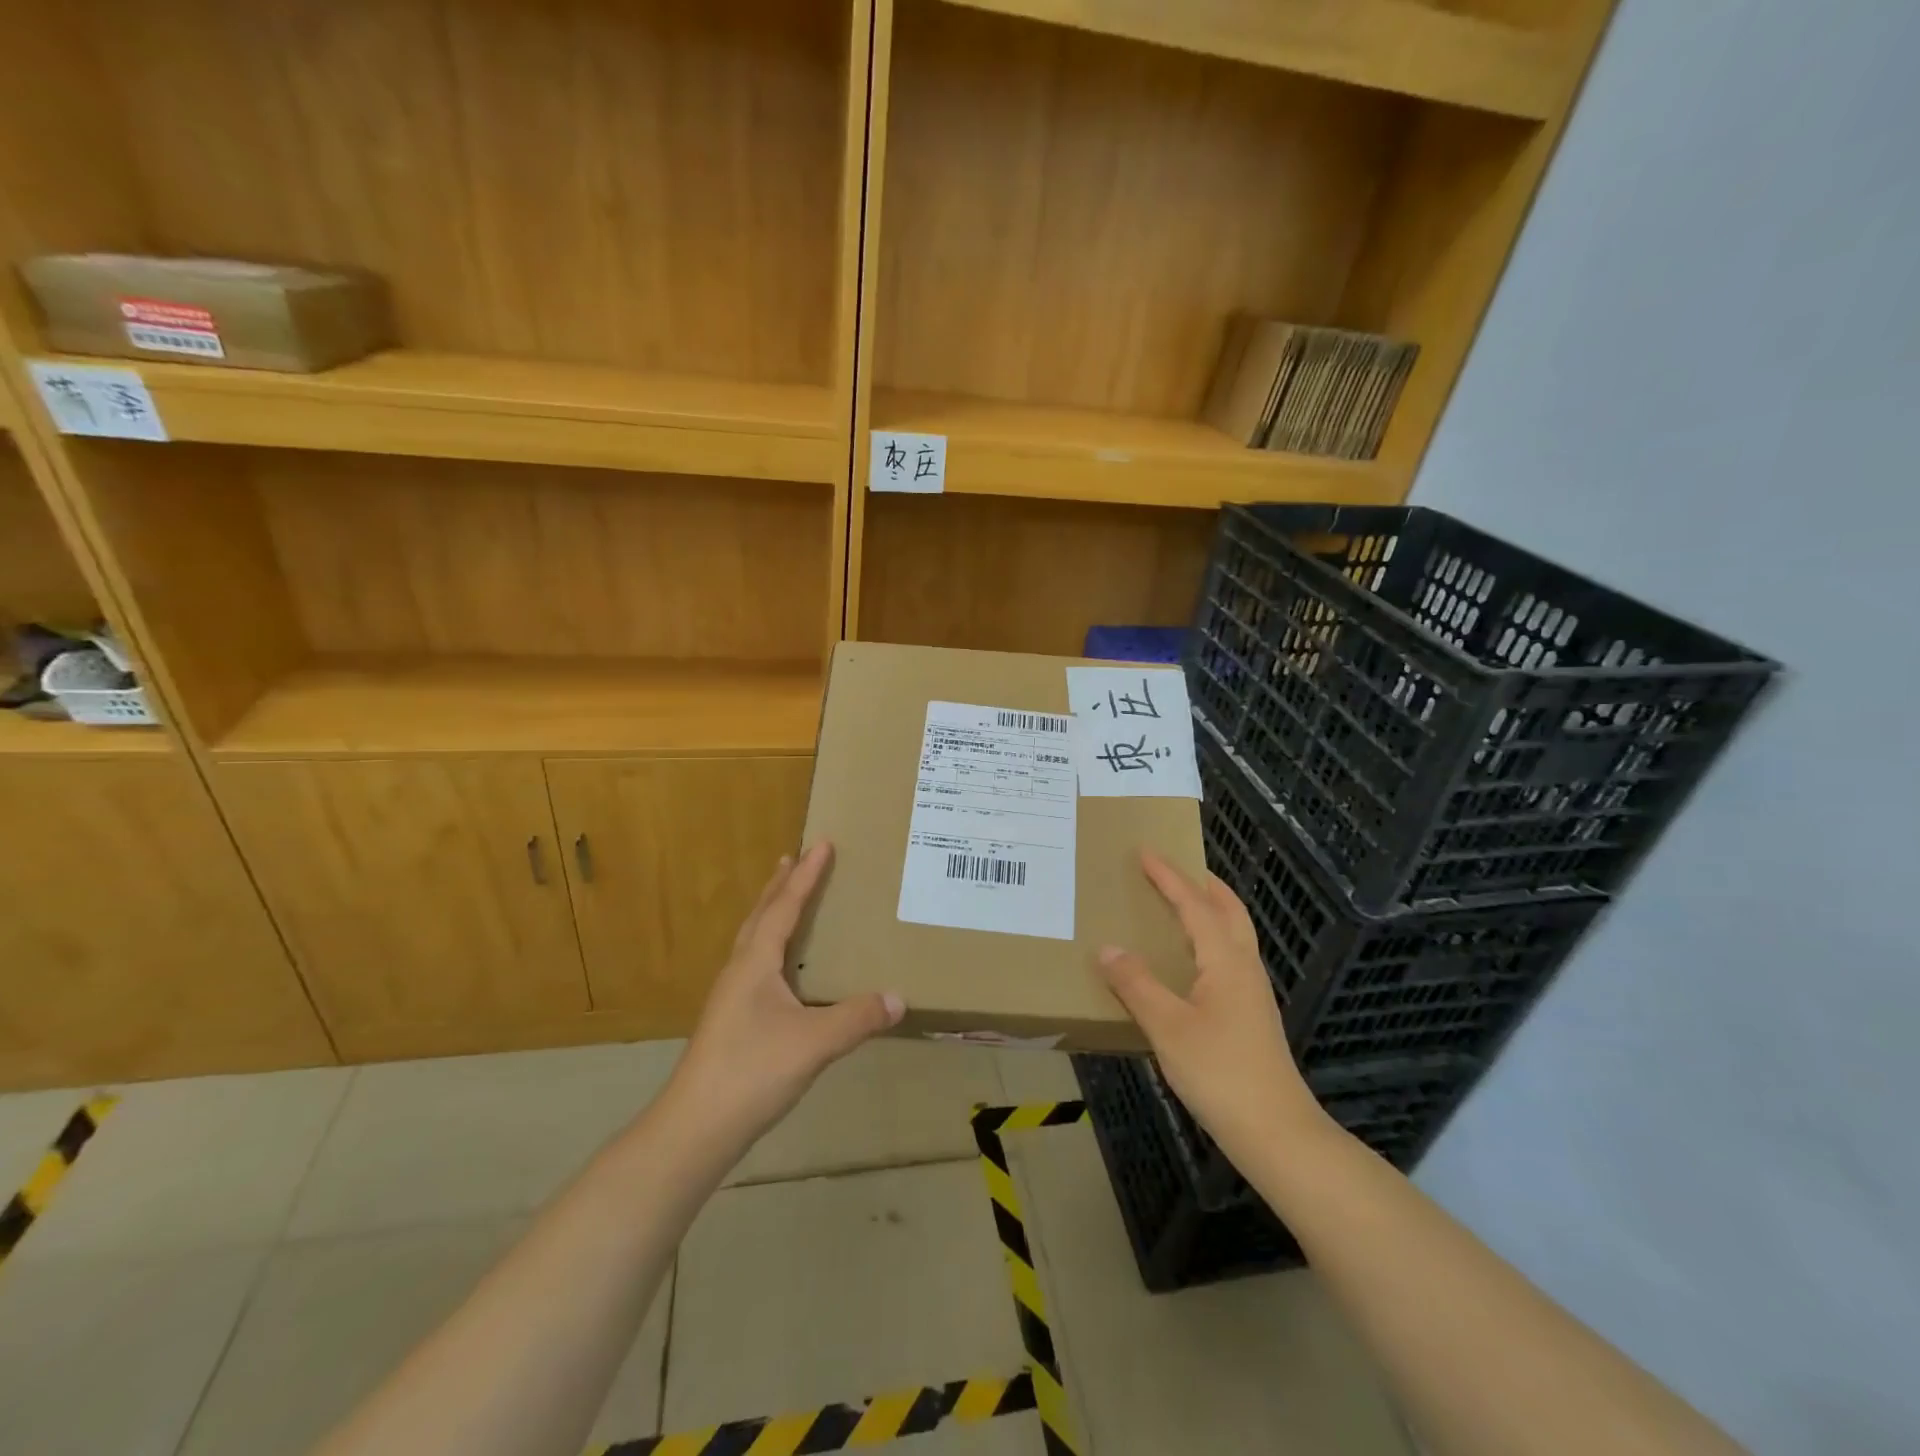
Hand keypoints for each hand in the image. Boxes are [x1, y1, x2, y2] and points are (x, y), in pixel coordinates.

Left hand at [664, 842, 903, 1146]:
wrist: (694, 1128)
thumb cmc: (751, 1072)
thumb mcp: (813, 1043)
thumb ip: (857, 1018)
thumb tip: (899, 998)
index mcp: (755, 963)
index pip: (784, 907)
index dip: (806, 876)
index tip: (821, 843)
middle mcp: (739, 971)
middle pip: (760, 915)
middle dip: (780, 886)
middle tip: (793, 858)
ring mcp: (730, 997)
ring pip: (753, 940)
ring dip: (770, 913)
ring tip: (785, 900)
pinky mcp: (730, 1021)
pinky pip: (754, 965)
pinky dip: (769, 946)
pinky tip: (780, 970)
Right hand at [1097, 851, 1321, 1160]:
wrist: (1277, 1133)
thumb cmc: (1221, 1073)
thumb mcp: (1168, 1027)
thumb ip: (1137, 985)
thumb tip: (1108, 949)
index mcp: (1226, 961)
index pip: (1195, 905)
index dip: (1170, 877)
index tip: (1146, 851)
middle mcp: (1243, 968)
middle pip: (1229, 911)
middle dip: (1203, 884)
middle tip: (1173, 870)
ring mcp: (1251, 993)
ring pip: (1233, 935)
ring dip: (1209, 910)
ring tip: (1179, 906)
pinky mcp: (1250, 1016)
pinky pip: (1228, 958)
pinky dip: (1209, 940)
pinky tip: (1189, 962)